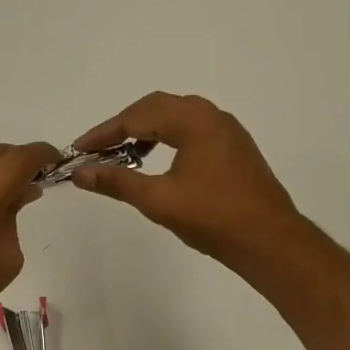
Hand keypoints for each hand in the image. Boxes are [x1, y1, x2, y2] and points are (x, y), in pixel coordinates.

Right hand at [71, 93, 300, 272]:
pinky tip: (156, 158)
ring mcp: (226, 129)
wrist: (271, 242)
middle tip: (97, 149)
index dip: (103, 133)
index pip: (136, 117)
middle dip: (123, 125)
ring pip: (175, 114)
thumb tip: (80, 173)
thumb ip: (116, 182)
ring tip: (123, 153)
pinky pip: (191, 126)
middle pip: (155, 107)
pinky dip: (166, 134)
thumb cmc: (213, 218)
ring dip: (145, 128)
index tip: (79, 149)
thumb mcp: (158, 200)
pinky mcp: (234, 145)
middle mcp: (211, 115)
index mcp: (193, 122)